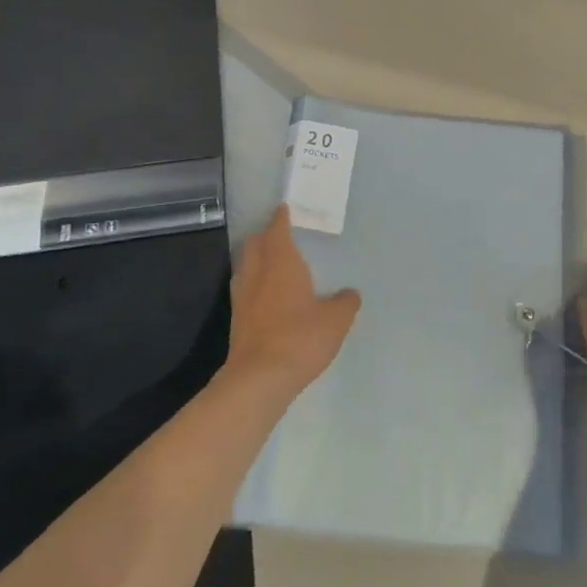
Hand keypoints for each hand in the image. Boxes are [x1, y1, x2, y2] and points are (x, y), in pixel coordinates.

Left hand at [224, 206, 360, 398]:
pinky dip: (252, 283)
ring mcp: (243, 298)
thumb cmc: (301, 338)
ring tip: (267, 260)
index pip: (277, 231)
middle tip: (276, 234)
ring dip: (254, 258)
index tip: (283, 208)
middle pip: (254, 245)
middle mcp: (258, 274)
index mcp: (282, 264)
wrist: (260, 378)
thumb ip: (345, 303)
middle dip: (264, 235)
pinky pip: (243, 289)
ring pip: (245, 266)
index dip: (280, 218)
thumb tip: (349, 293)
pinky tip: (262, 295)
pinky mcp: (237, 320)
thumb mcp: (336, 320)